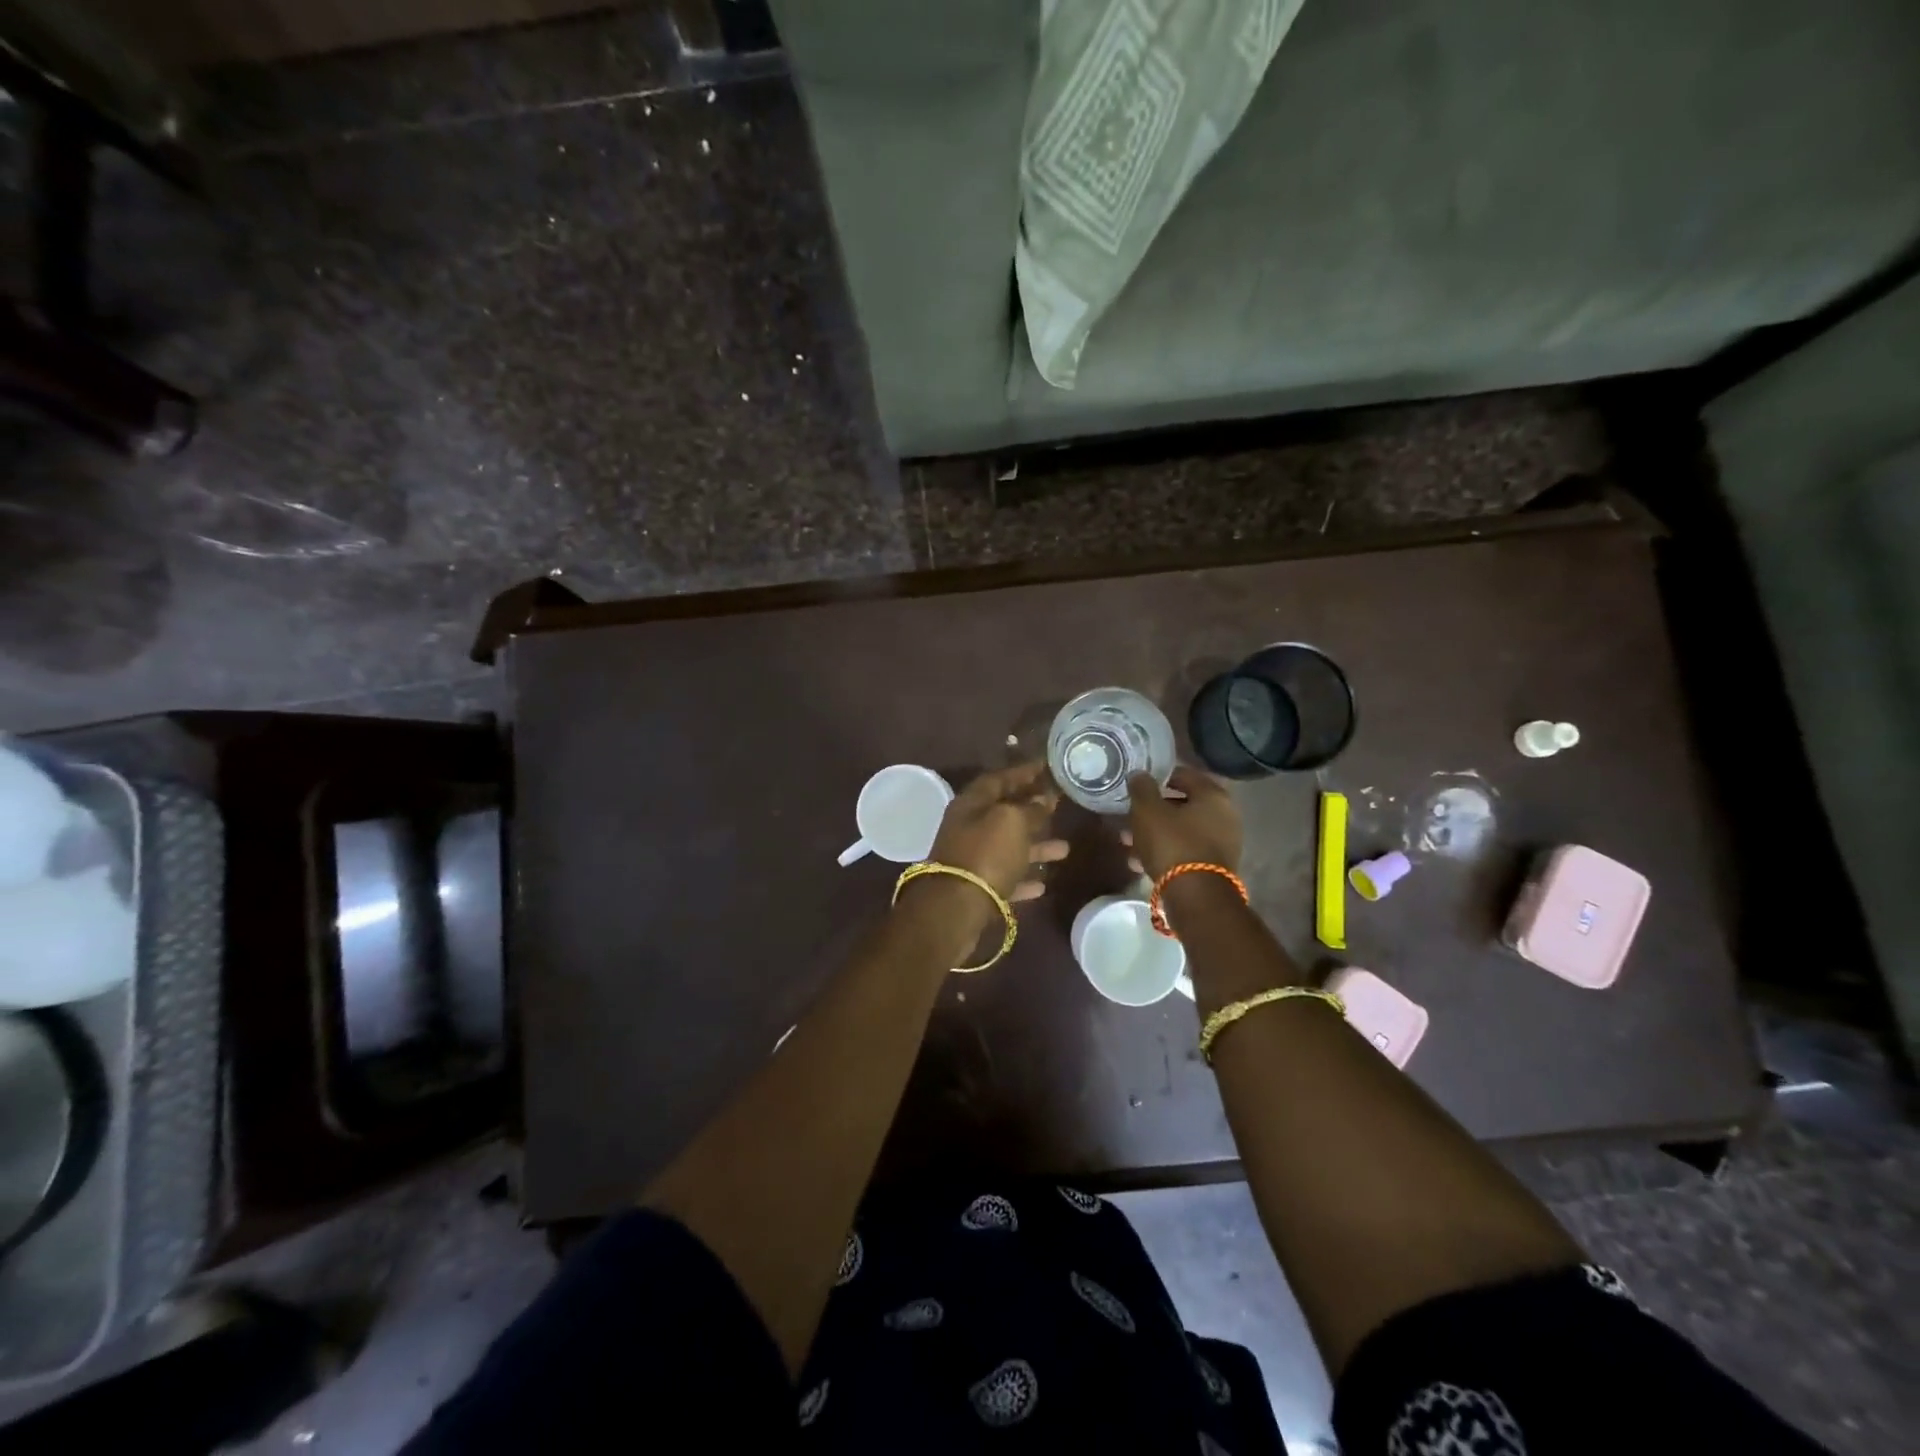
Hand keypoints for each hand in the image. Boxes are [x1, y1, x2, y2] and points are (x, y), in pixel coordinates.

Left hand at [926, 762, 1068, 903]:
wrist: (956, 907)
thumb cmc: (986, 853)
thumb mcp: (1012, 821)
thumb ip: (1030, 809)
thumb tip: (1043, 799)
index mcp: (971, 804)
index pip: (1000, 779)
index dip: (1023, 771)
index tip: (1047, 766)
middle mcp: (968, 828)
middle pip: (1003, 813)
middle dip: (1032, 809)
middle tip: (1058, 804)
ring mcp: (971, 859)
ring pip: (1008, 847)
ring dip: (1035, 847)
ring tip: (1064, 849)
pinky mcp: (976, 889)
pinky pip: (1005, 878)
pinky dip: (1023, 878)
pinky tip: (1043, 884)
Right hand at [1122, 766, 1242, 879]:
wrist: (1196, 897)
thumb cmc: (1172, 844)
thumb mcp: (1148, 811)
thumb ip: (1142, 788)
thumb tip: (1140, 774)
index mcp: (1213, 795)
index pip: (1183, 775)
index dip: (1158, 777)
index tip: (1137, 784)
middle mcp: (1224, 816)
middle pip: (1181, 805)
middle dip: (1152, 811)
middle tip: (1128, 817)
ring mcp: (1223, 843)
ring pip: (1181, 830)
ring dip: (1154, 834)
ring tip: (1128, 843)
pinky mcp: (1215, 867)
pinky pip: (1185, 850)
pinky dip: (1165, 852)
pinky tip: (1140, 862)